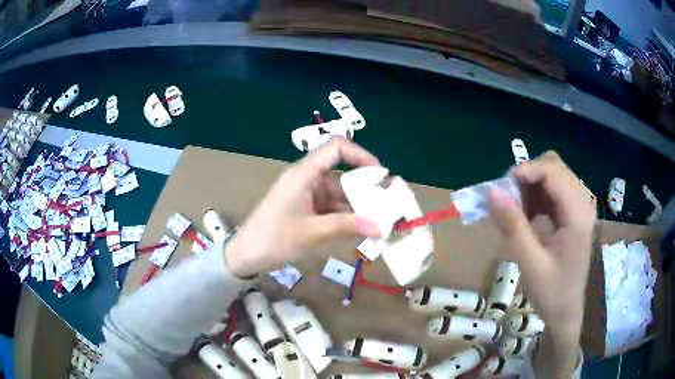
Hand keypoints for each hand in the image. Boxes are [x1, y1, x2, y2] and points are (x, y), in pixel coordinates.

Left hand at [223, 138, 381, 276]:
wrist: (246, 254)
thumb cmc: (274, 238)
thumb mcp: (313, 232)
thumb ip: (347, 226)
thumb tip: (381, 228)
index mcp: (304, 173)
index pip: (335, 148)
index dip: (360, 154)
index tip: (380, 173)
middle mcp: (306, 178)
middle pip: (340, 173)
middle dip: (363, 188)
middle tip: (385, 203)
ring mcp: (304, 193)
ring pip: (337, 192)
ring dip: (355, 205)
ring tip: (377, 220)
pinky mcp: (303, 206)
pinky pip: (329, 205)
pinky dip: (344, 214)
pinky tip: (358, 227)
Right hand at [488, 152, 594, 375]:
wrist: (566, 312)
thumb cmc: (552, 293)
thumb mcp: (530, 264)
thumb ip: (513, 226)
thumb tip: (491, 192)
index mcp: (578, 214)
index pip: (553, 171)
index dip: (525, 170)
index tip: (499, 186)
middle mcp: (583, 202)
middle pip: (554, 166)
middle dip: (527, 176)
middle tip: (506, 199)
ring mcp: (579, 206)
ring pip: (552, 175)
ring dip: (530, 185)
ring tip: (514, 210)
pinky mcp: (573, 212)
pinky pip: (553, 189)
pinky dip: (535, 195)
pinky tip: (527, 215)